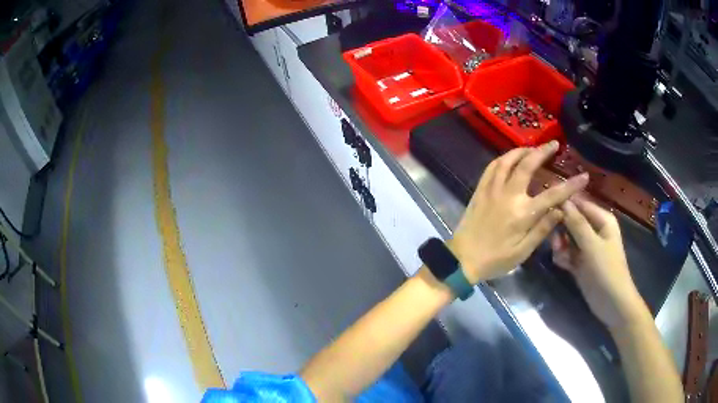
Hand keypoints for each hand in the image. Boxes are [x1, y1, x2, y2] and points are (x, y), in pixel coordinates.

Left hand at [450, 141, 588, 283]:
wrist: (462, 259)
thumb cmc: (496, 259)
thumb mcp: (523, 252)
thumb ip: (543, 229)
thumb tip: (561, 210)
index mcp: (523, 213)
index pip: (553, 195)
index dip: (570, 185)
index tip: (583, 176)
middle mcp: (508, 196)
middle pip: (527, 165)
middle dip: (542, 151)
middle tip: (553, 144)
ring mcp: (492, 190)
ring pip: (507, 160)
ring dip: (522, 150)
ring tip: (533, 148)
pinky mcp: (480, 190)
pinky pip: (492, 167)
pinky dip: (503, 158)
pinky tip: (510, 158)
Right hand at [552, 197, 647, 329]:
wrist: (612, 304)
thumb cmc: (607, 270)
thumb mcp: (592, 245)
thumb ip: (577, 223)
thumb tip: (563, 200)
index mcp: (602, 220)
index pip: (580, 203)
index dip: (564, 204)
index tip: (546, 207)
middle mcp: (594, 230)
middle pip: (572, 220)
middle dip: (561, 228)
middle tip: (553, 239)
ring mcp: (587, 248)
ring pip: (567, 238)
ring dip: (560, 244)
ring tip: (558, 253)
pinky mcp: (580, 263)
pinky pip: (567, 253)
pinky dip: (562, 256)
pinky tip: (560, 263)